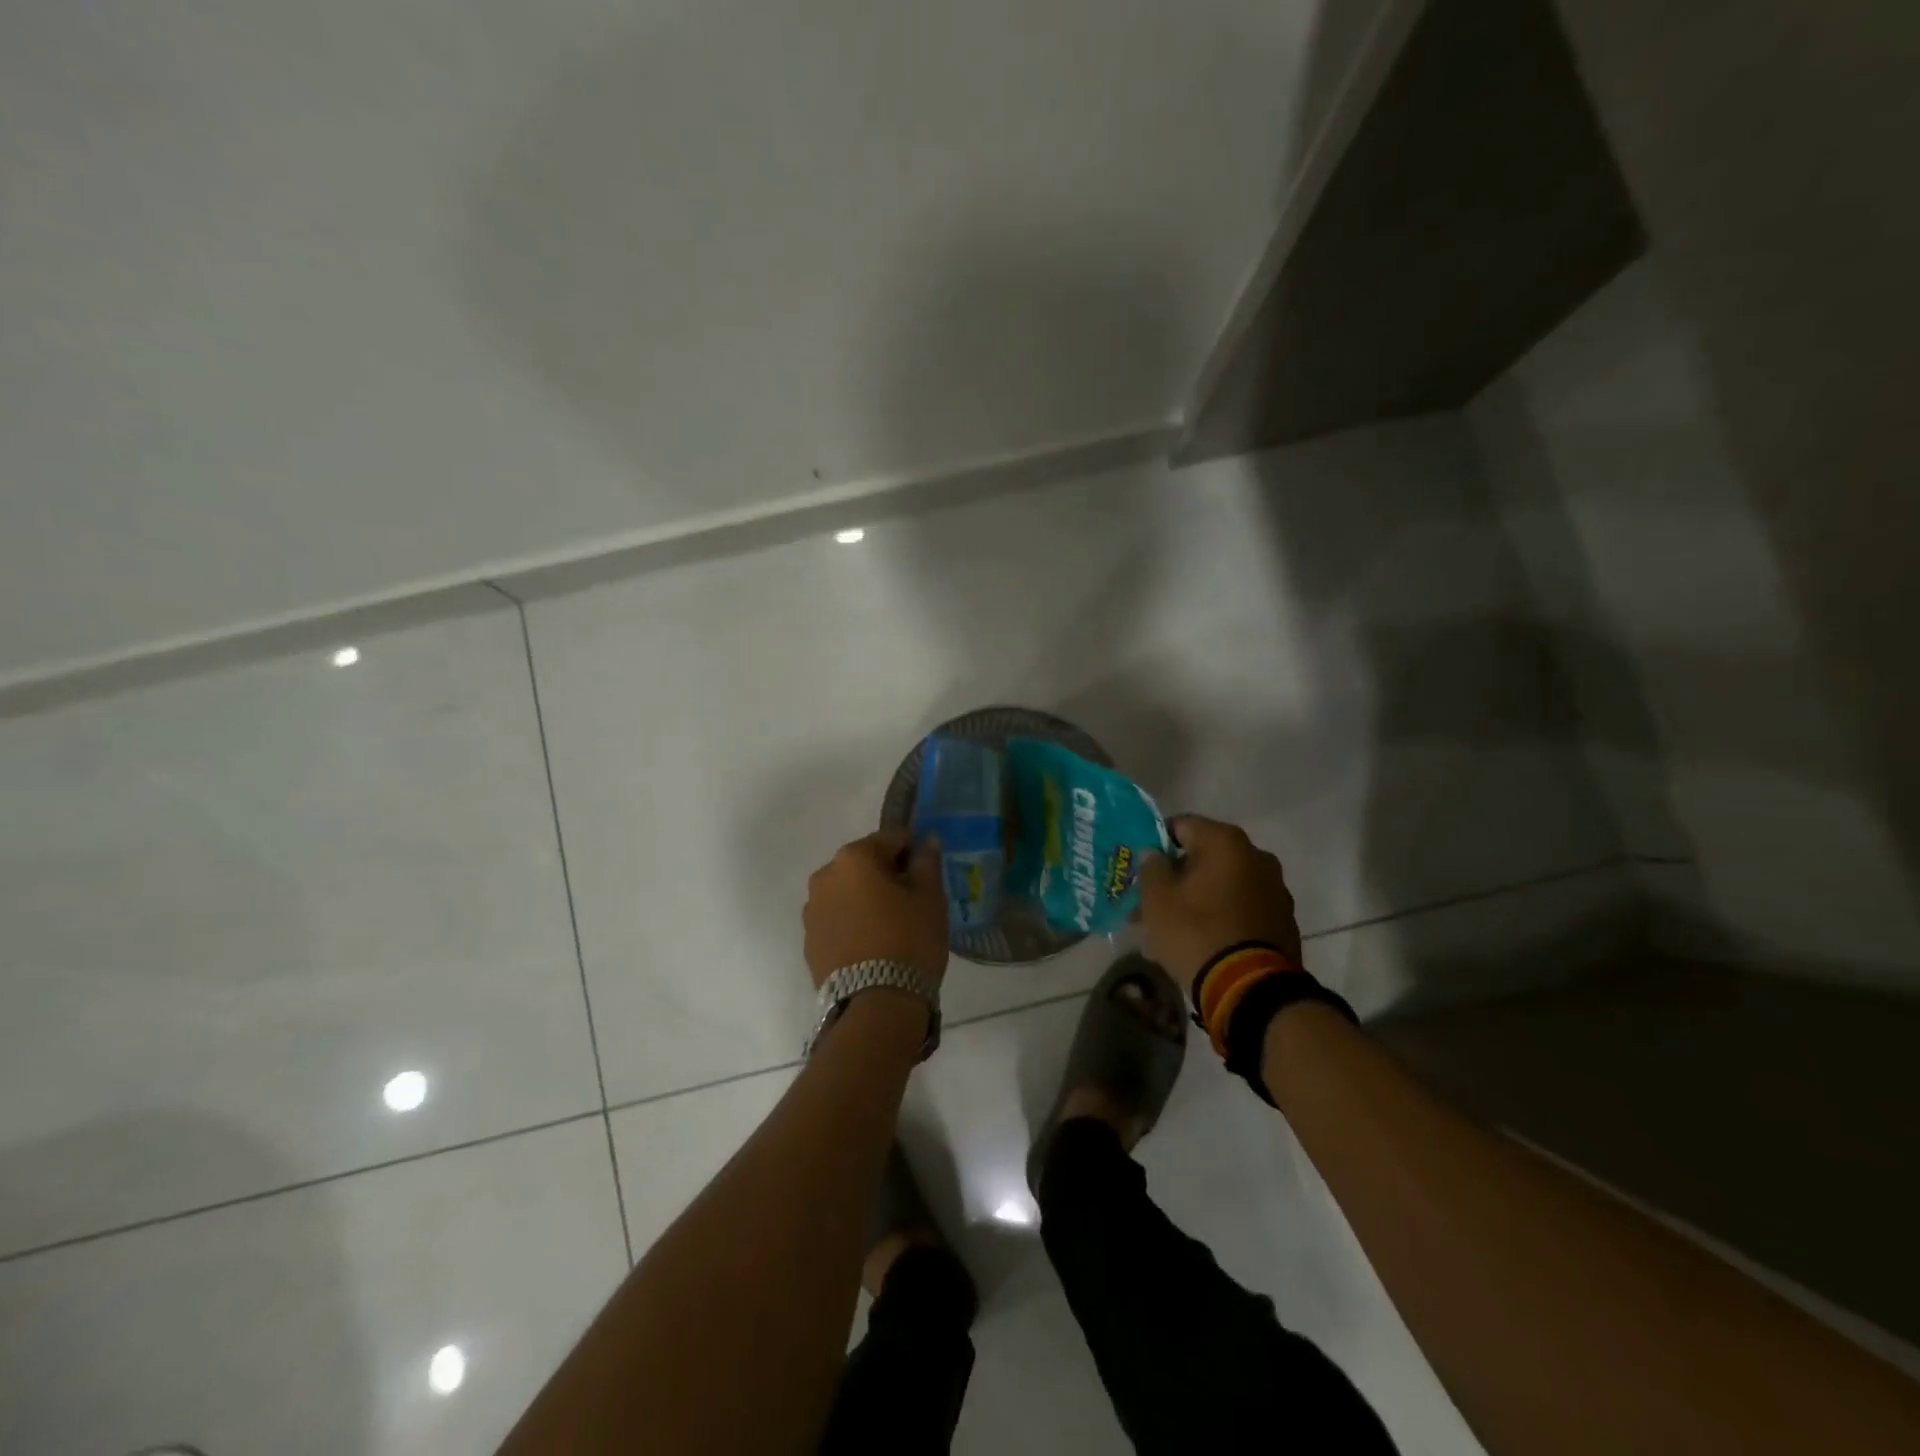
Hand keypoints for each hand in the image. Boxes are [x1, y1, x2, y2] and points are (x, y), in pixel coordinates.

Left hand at [803, 830, 949, 989]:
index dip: (912, 852)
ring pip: (847, 893)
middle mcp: (824, 877)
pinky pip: (836, 920)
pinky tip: (872, 946)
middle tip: (912, 902)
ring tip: (891, 928)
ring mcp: (811, 911)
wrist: (876, 1006)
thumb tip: (925, 841)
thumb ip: (927, 863)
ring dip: (866, 900)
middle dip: (886, 875)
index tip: (927, 874)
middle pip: (864, 864)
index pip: (890, 839)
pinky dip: (852, 923)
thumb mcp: (930, 898)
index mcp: (854, 858)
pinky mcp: (809, 942)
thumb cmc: (909, 941)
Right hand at [1137, 815, 1302, 996]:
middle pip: (1203, 857)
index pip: (1181, 825)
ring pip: (1222, 885)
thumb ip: (1150, 867)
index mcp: (1225, 841)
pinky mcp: (1283, 921)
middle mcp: (1256, 856)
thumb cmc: (1196, 932)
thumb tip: (1154, 854)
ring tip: (1169, 930)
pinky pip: (1240, 909)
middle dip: (1175, 878)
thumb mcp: (1157, 899)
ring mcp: (1274, 889)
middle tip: (1149, 903)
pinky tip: (1198, 942)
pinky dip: (1219, 917)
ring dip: (1197, 899)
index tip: (1140, 867)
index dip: (1156, 843)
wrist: (1250, 988)